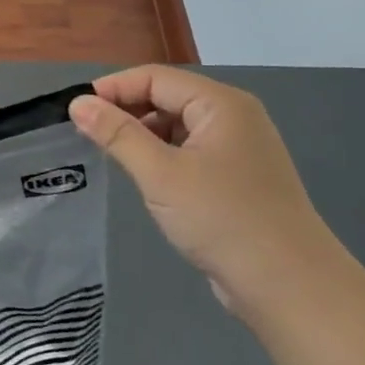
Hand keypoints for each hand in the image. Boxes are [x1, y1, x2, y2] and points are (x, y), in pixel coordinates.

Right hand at [69, 66, 347, 310]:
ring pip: (176, 126)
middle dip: (126, 111)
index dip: (112, 89)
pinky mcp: (237, 178)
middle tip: (86, 134)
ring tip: (110, 156)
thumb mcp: (160, 173)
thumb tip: (78, 103)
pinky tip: (144, 177)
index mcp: (221, 104)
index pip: (154, 78)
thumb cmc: (222, 219)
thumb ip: (117, 134)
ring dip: (142, 135)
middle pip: (167, 97)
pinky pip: (189, 152)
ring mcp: (238, 149)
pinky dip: (161, 156)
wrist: (290, 287)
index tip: (75, 111)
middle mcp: (233, 117)